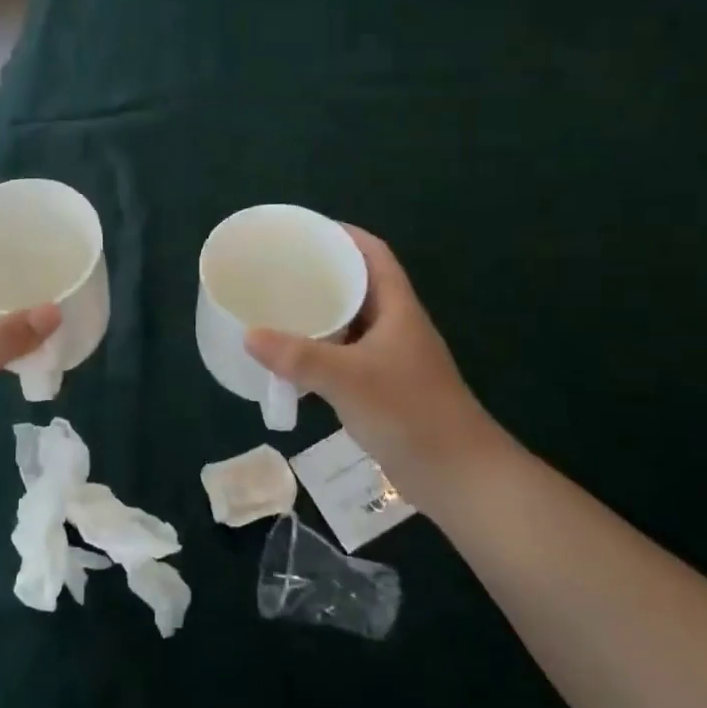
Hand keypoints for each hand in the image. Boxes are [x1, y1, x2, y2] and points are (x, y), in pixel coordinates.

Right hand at [246, 226, 516, 517]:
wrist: (457, 476)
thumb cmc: (410, 413)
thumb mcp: (349, 379)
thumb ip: (299, 357)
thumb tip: (249, 335)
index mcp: (397, 309)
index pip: (374, 255)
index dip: (344, 235)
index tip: (305, 231)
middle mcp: (395, 327)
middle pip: (359, 285)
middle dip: (323, 273)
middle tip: (280, 269)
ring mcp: (390, 359)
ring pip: (351, 323)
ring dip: (320, 314)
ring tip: (279, 307)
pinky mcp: (382, 388)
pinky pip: (345, 355)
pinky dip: (320, 351)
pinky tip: (293, 359)